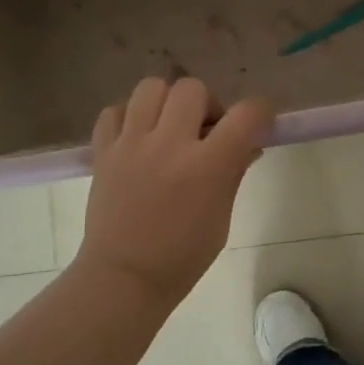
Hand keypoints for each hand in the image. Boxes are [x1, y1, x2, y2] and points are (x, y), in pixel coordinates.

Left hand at [74, 77, 272, 306]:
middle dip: (207, 104)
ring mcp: (131, 144)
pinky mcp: (103, 151)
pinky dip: (130, 116)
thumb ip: (233, 174)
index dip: (260, 111)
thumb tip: (249, 145)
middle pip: (192, 88)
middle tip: (204, 131)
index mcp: (206, 166)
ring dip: (167, 101)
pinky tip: (139, 137)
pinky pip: (115, 110)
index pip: (245, 115)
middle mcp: (169, 145)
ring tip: (168, 128)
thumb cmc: (182, 256)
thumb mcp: (221, 218)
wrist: (124, 277)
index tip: (259, 122)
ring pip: (151, 87)